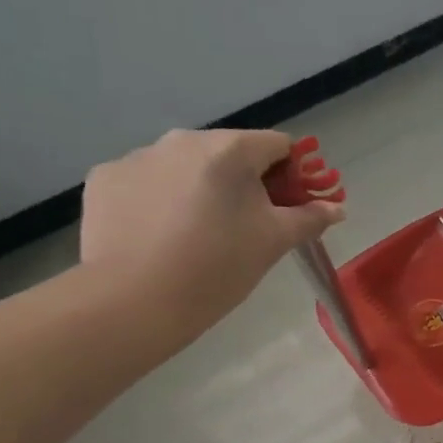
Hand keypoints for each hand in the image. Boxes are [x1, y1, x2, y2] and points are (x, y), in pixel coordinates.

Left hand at [80, 129, 344, 336]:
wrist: (133, 302)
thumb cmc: (217, 268)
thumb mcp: (273, 242)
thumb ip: (310, 218)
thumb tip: (337, 208)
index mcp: (229, 150)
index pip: (278, 145)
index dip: (292, 174)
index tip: (288, 207)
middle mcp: (182, 140)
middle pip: (229, 152)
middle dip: (244, 182)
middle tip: (245, 226)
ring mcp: (137, 157)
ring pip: (186, 165)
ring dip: (201, 188)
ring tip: (196, 234)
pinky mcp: (105, 178)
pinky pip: (147, 180)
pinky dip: (160, 199)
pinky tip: (159, 234)